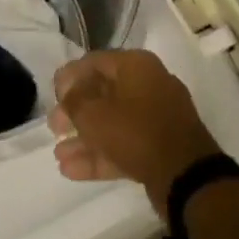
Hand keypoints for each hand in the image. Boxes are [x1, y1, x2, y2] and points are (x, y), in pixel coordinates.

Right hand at [48, 50, 221, 215]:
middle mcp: (148, 85)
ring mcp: (156, 118)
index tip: (53, 98)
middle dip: (75, 113)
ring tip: (59, 155)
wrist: (186, 175)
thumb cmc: (135, 131)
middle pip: (102, 94)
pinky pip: (124, 144)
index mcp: (135, 66)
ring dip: (84, 139)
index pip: (93, 62)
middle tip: (55, 128)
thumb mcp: (93, 113)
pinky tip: (71, 170)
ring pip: (112, 123)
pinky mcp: (159, 147)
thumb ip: (74, 100)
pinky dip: (100, 155)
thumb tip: (68, 94)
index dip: (68, 78)